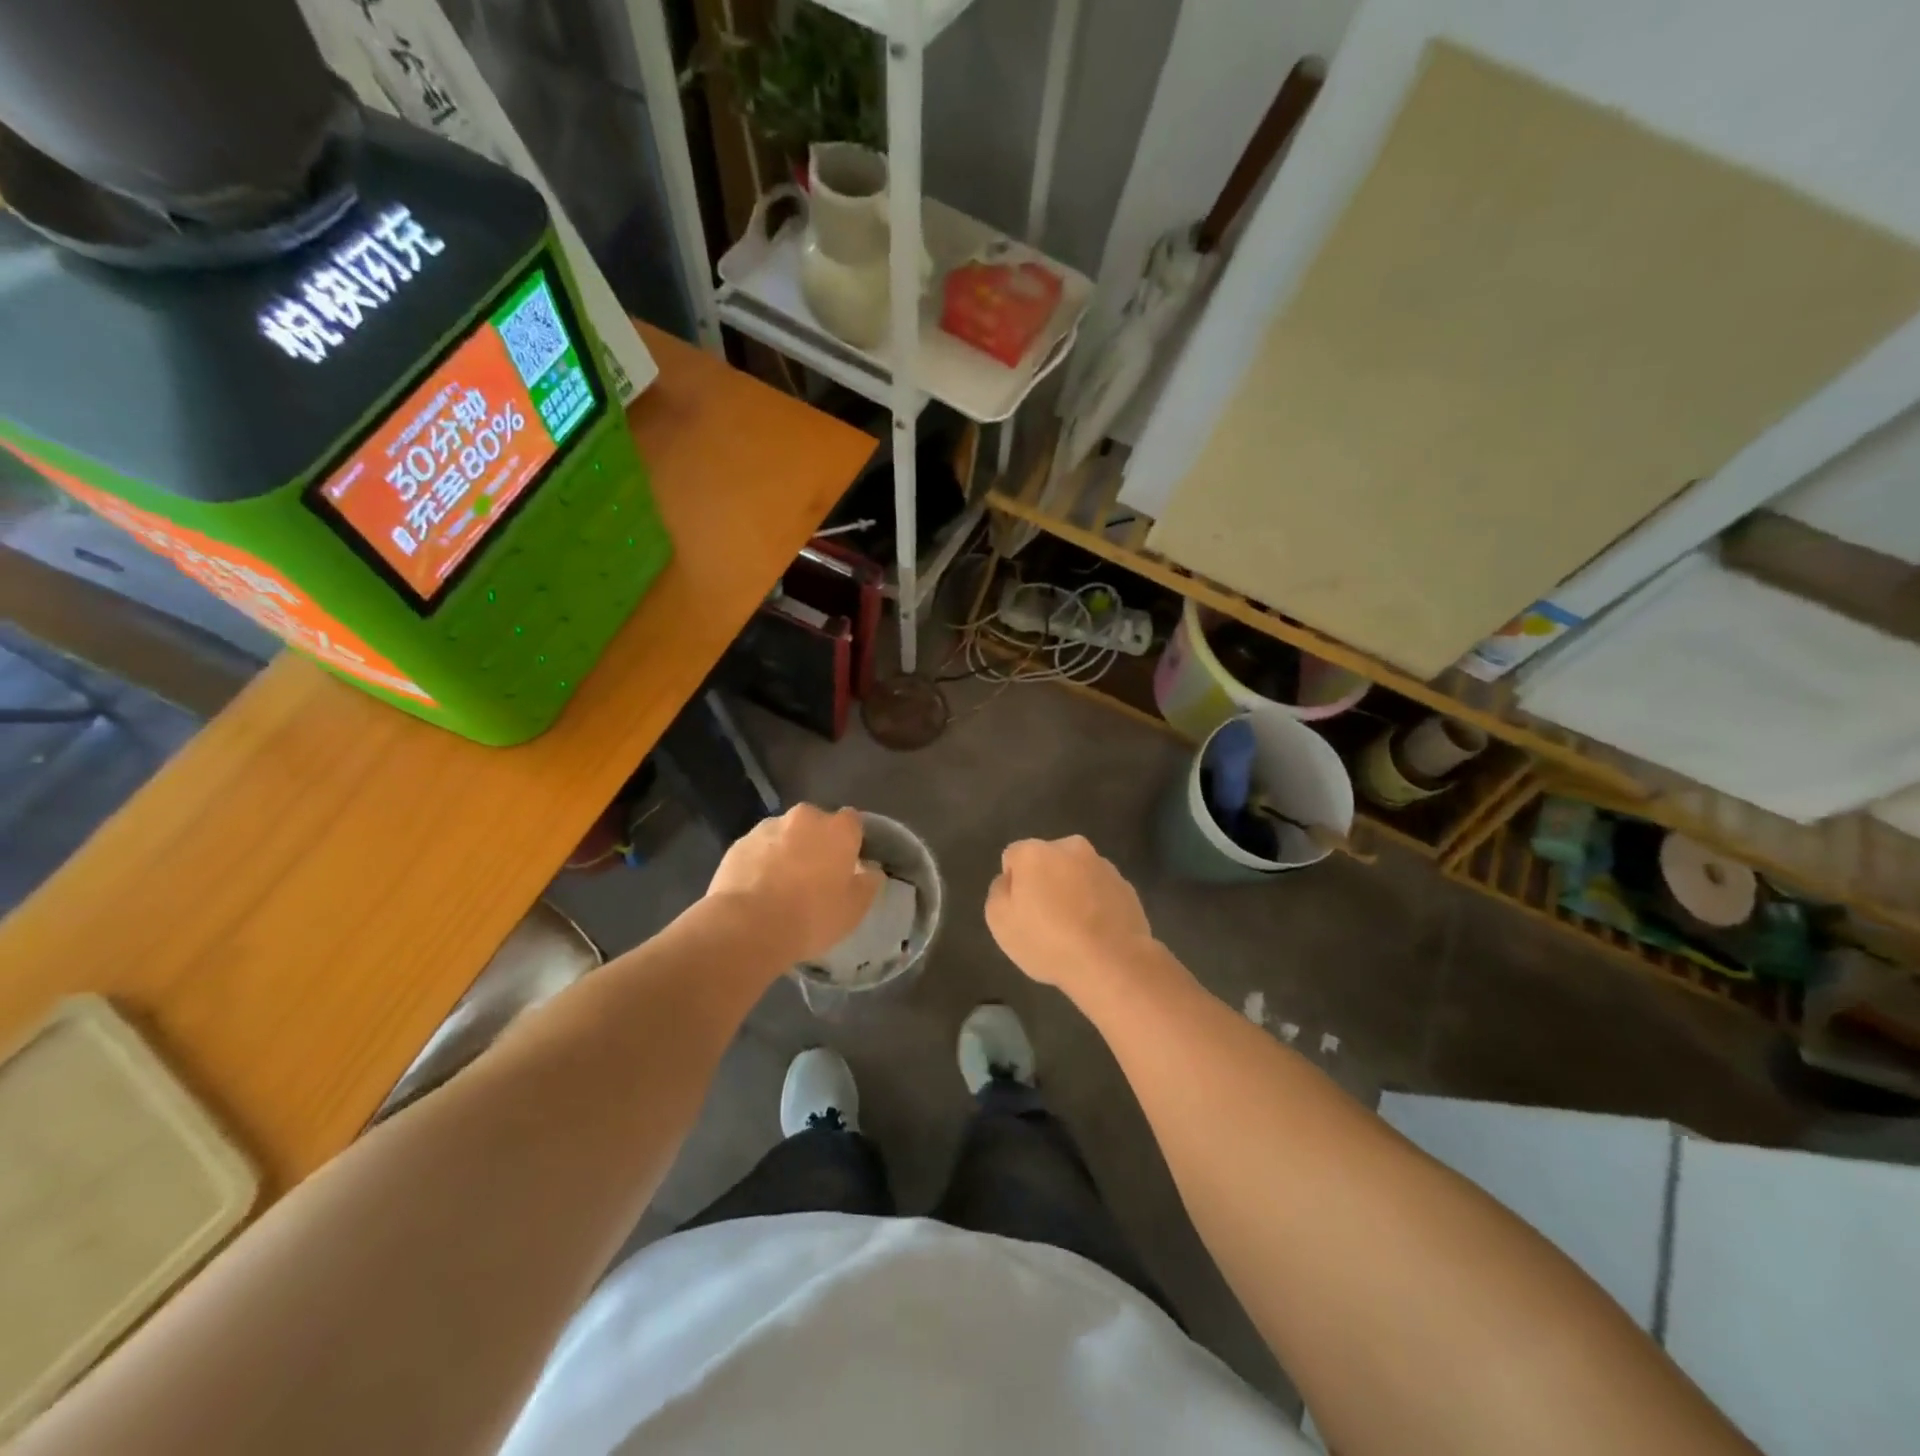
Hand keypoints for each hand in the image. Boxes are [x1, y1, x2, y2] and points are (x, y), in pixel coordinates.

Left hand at [707, 805, 881, 962]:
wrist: (747, 926)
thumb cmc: (812, 916)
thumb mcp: (855, 908)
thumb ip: (868, 882)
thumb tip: (870, 869)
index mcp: (838, 829)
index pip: (852, 822)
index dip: (850, 842)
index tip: (847, 865)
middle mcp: (804, 818)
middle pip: (816, 824)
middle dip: (816, 843)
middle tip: (814, 876)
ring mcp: (767, 828)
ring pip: (784, 834)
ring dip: (787, 851)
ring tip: (781, 885)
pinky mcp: (738, 843)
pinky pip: (758, 849)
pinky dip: (760, 862)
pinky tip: (757, 890)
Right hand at [985, 837, 1159, 995]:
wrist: (1111, 963)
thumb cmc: (1048, 941)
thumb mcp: (1000, 922)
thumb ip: (999, 892)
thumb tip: (1010, 880)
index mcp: (1036, 852)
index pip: (1014, 857)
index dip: (1013, 884)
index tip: (1020, 910)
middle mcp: (1071, 848)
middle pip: (1048, 860)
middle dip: (1045, 881)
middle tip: (1045, 918)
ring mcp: (1103, 866)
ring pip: (1077, 874)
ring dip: (1072, 891)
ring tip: (1074, 930)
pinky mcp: (1126, 886)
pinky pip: (1101, 891)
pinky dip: (1096, 904)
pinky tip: (1095, 934)